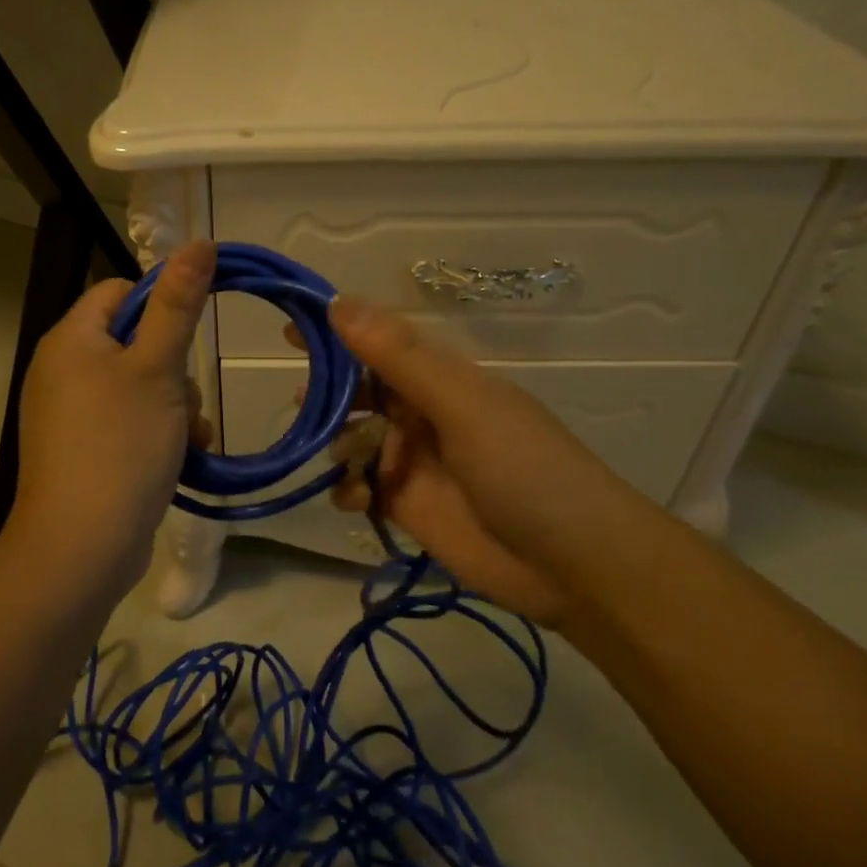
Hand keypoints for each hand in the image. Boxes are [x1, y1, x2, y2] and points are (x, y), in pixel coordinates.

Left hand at [4, 241, 215, 596]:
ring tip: (188, 438)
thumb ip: (178, 305)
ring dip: (174, 405)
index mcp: (71, 340)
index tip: (190, 335)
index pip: (119, 291)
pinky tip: (182, 458)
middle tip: (186, 400)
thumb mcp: (158, 368)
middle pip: (132, 341)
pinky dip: (157, 432)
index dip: (161, 304)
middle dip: (173, 368)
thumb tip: (199, 242)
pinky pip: (128, 422)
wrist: (83, 544)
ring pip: (138, 386)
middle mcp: (62, 371)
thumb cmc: (121, 444)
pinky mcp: (83, 450)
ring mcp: (70, 415)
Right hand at [306, 296, 652, 625]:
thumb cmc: (525, 470)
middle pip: (361, 393)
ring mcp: (414, 463)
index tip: (291, 329)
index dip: (337, 335)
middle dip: (329, 396)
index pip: (379, 345)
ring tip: (344, 460)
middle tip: (301, 404)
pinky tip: (355, 498)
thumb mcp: (463, 405)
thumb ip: (400, 358)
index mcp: (442, 380)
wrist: (575, 565)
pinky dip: (348, 489)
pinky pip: (360, 488)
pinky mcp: (407, 507)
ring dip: (338, 445)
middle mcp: (424, 415)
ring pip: (354, 441)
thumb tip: (340, 302)